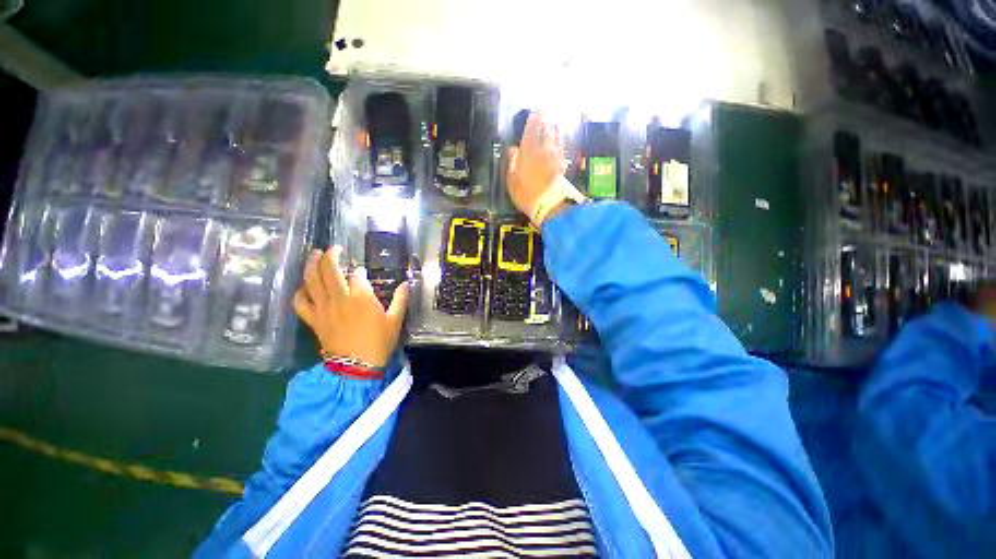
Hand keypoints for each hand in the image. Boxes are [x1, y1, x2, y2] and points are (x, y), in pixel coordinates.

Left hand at [293, 246, 409, 367]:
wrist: (356, 366)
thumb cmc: (379, 341)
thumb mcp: (395, 320)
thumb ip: (401, 299)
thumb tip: (406, 284)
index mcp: (361, 297)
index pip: (357, 275)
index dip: (360, 270)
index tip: (362, 271)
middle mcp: (340, 297)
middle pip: (329, 269)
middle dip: (330, 255)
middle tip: (333, 248)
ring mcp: (324, 308)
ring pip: (312, 280)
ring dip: (312, 265)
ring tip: (314, 255)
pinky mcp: (314, 319)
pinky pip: (301, 302)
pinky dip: (300, 292)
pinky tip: (303, 286)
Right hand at [507, 112, 580, 224]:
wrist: (548, 205)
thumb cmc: (525, 194)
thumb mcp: (513, 180)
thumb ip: (513, 163)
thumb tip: (513, 149)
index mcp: (529, 151)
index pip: (532, 129)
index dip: (535, 117)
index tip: (538, 107)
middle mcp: (544, 150)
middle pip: (547, 131)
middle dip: (547, 120)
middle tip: (548, 112)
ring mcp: (555, 157)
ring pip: (557, 138)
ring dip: (556, 129)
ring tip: (556, 123)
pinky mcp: (562, 166)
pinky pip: (562, 150)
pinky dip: (561, 144)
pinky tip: (560, 144)